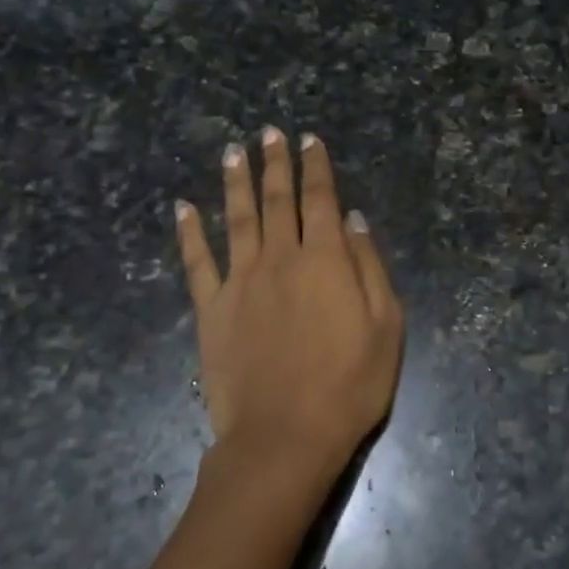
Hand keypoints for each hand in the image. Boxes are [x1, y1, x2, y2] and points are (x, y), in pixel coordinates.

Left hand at [175, 128, 402, 481]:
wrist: (285, 437)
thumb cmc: (349, 384)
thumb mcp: (386, 326)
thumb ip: (369, 267)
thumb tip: (353, 220)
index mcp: (325, 259)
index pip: (321, 199)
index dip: (316, 167)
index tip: (309, 140)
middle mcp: (280, 258)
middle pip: (276, 199)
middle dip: (275, 162)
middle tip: (269, 132)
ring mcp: (241, 281)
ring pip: (236, 218)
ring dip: (235, 181)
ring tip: (234, 151)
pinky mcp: (211, 309)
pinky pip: (196, 262)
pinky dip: (189, 232)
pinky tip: (183, 207)